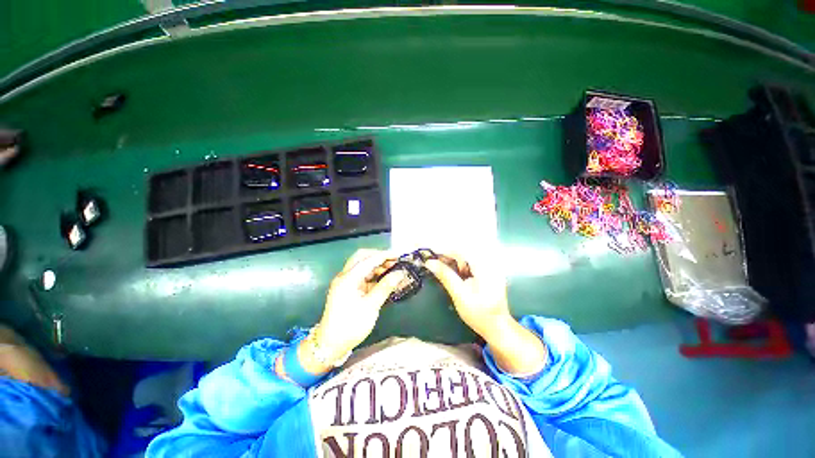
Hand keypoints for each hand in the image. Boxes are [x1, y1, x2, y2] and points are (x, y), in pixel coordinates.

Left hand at [299, 249, 405, 372]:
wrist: (330, 345)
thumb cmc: (350, 326)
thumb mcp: (371, 306)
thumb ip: (385, 287)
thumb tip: (400, 273)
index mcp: (348, 278)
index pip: (369, 260)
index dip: (385, 255)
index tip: (399, 255)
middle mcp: (345, 276)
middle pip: (362, 257)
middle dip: (379, 256)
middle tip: (394, 261)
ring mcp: (345, 282)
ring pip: (362, 265)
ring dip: (376, 265)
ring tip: (392, 270)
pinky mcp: (348, 289)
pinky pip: (362, 275)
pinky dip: (373, 274)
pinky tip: (383, 279)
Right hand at [424, 254, 510, 337]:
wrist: (497, 327)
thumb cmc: (478, 313)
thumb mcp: (459, 294)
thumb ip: (445, 275)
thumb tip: (429, 262)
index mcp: (484, 267)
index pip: (461, 251)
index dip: (444, 251)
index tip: (430, 255)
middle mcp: (489, 263)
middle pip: (464, 252)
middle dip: (448, 256)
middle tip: (433, 262)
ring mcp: (491, 267)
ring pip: (467, 256)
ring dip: (453, 260)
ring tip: (440, 266)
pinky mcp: (489, 272)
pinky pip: (472, 262)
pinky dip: (460, 265)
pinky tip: (453, 271)